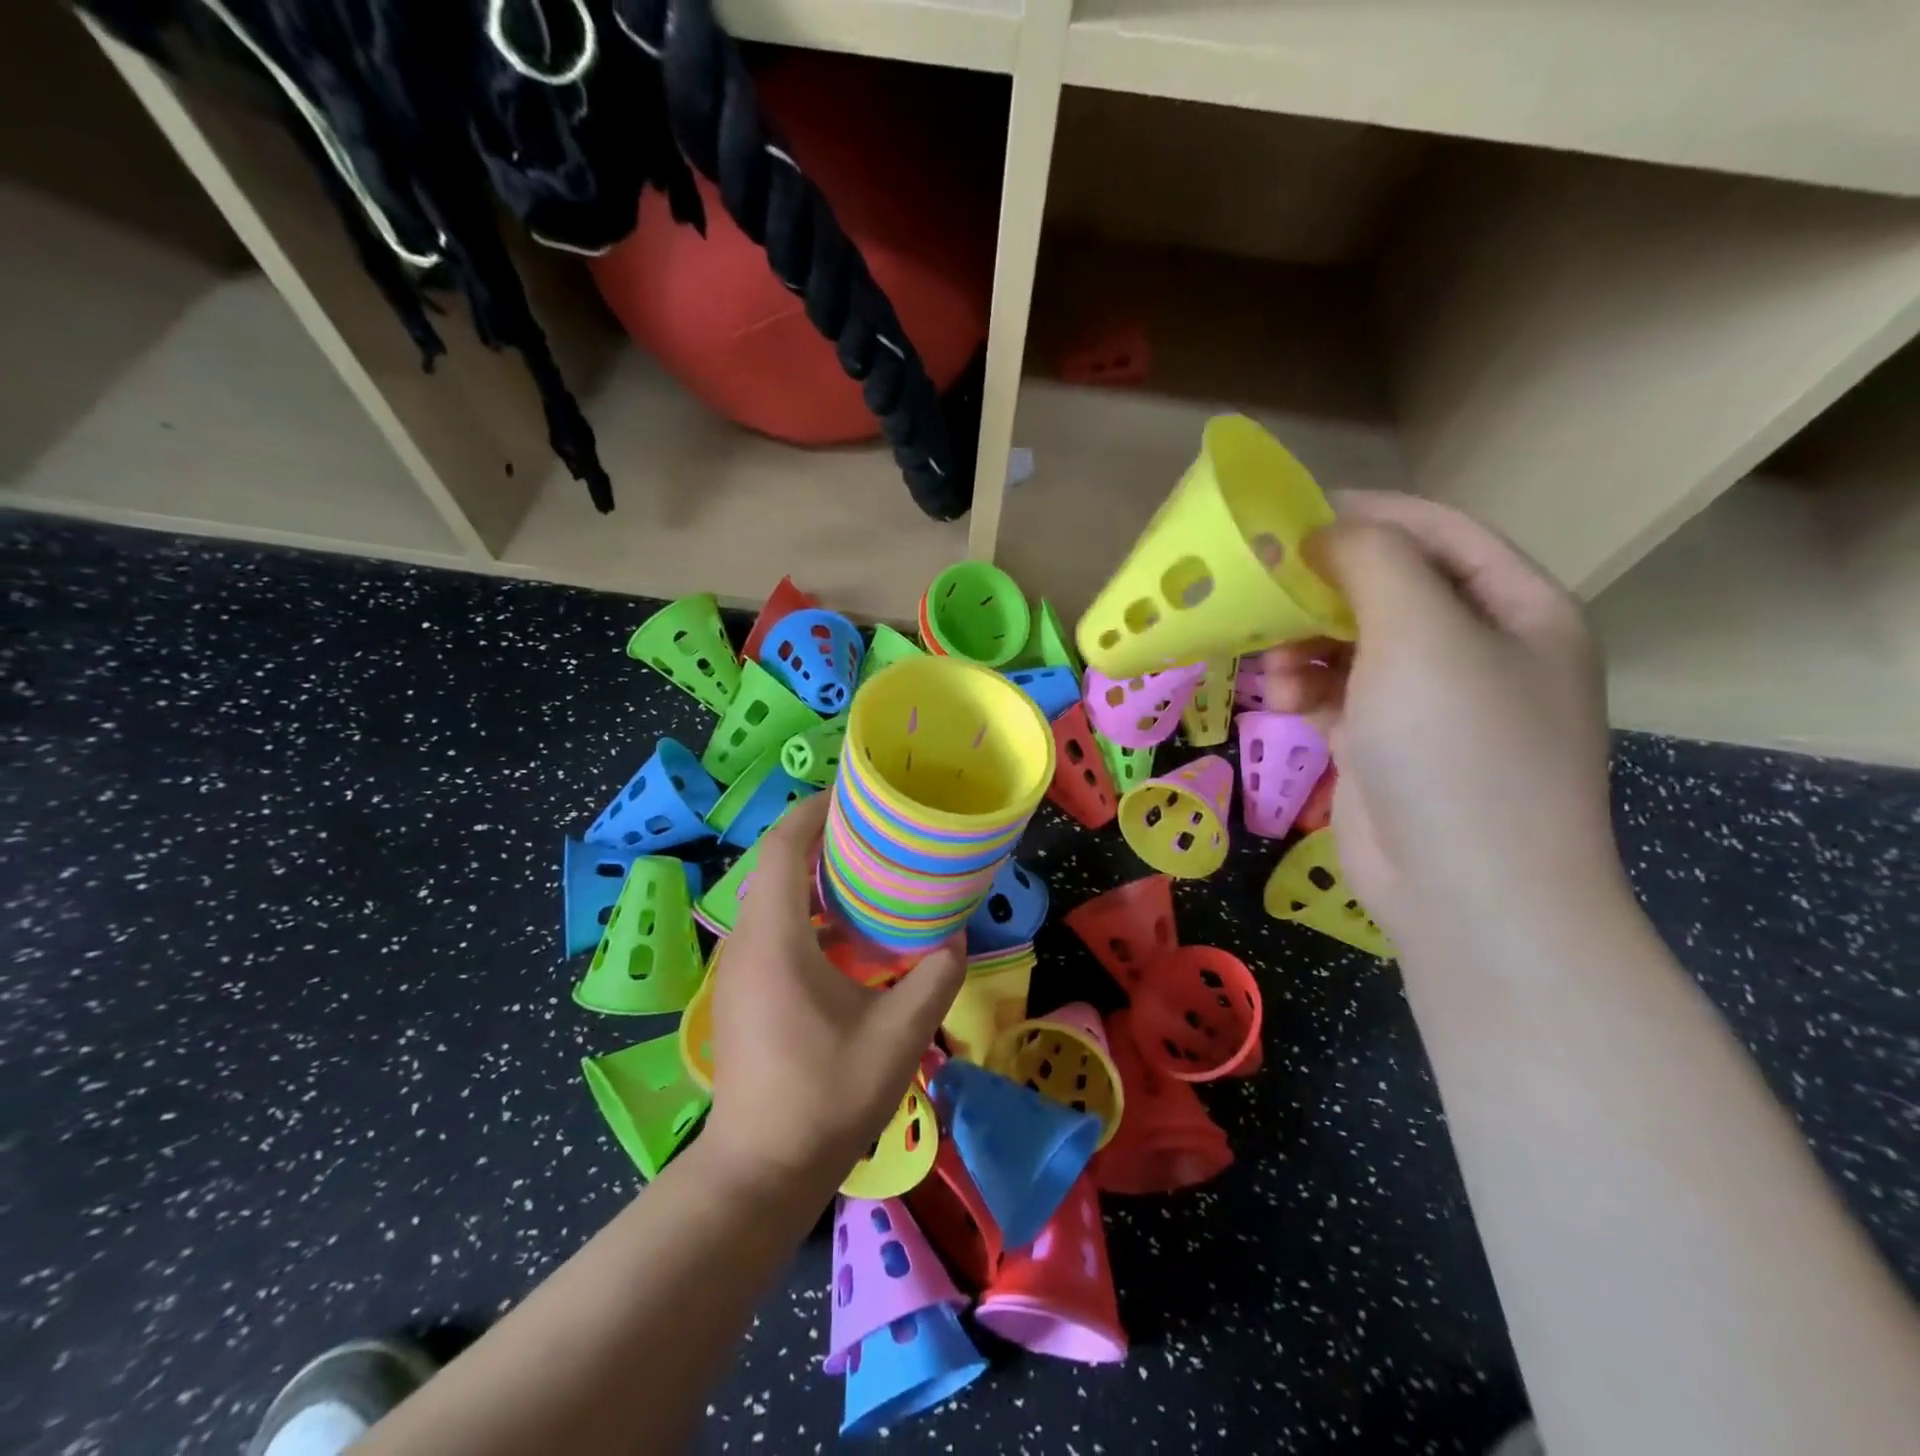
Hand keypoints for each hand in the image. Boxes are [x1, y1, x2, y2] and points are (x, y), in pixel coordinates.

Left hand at [702, 796, 965, 1193]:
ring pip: (771, 897)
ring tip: (866, 869)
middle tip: (874, 828)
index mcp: (774, 939)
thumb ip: (934, 978)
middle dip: (819, 838)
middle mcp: (746, 942)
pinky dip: (805, 911)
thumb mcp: (898, 1036)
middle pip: (774, 865)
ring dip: (812, 876)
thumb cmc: (825, 1096)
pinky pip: (771, 927)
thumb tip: (955, 939)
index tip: (852, 793)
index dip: (813, 811)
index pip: (782, 848)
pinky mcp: (741, 991)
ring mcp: (737, 969)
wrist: (760, 1170)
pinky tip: (846, 932)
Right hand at [1257, 491, 1621, 946]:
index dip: (1368, 515)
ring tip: (1271, 665)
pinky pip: (1338, 693)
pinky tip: (1281, 701)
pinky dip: (1306, 689)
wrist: (1466, 891)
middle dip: (1322, 589)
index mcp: (1518, 609)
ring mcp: (1432, 703)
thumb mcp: (1422, 633)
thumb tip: (1328, 532)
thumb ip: (1375, 562)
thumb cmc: (1458, 747)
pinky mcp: (1386, 744)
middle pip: (1389, 590)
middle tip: (1261, 589)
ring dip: (1305, 645)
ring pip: (1354, 644)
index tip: (1292, 513)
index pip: (1439, 534)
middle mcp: (1479, 649)